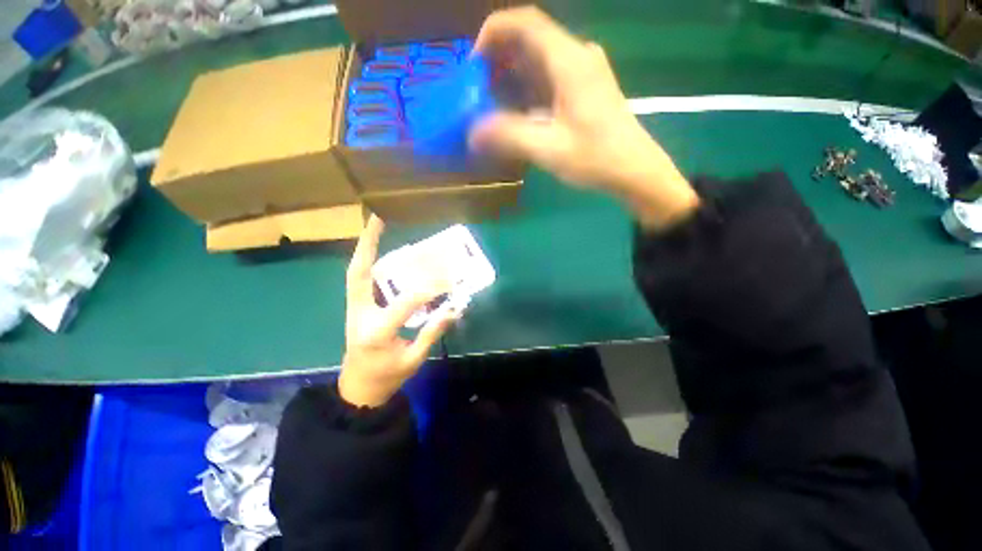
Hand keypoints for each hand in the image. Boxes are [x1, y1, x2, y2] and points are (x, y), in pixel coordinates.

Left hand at [338, 216, 458, 407]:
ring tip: (376, 227)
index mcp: (377, 331)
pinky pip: (360, 280)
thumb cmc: (387, 376)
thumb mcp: (414, 359)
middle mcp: (360, 314)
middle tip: (378, 219)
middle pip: (359, 274)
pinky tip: (380, 252)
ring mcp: (354, 309)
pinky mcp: (356, 307)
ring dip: (366, 249)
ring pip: (356, 273)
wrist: (358, 388)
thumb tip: (456, 308)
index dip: (429, 289)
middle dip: (368, 244)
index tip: (449, 278)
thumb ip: (433, 331)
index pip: (405, 302)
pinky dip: (369, 262)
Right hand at [469, 7, 699, 229]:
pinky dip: (527, 87)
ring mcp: (583, 71)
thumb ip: (509, 136)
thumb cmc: (596, 158)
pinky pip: (549, 76)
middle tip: (477, 90)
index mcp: (569, 61)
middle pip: (530, 39)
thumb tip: (472, 132)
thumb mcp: (549, 149)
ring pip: (539, 58)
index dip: (493, 33)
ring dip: (512, 75)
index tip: (473, 64)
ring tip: (491, 102)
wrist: (634, 170)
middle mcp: (577, 56)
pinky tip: (517, 111)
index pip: (525, 22)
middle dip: (498, 59)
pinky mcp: (585, 88)